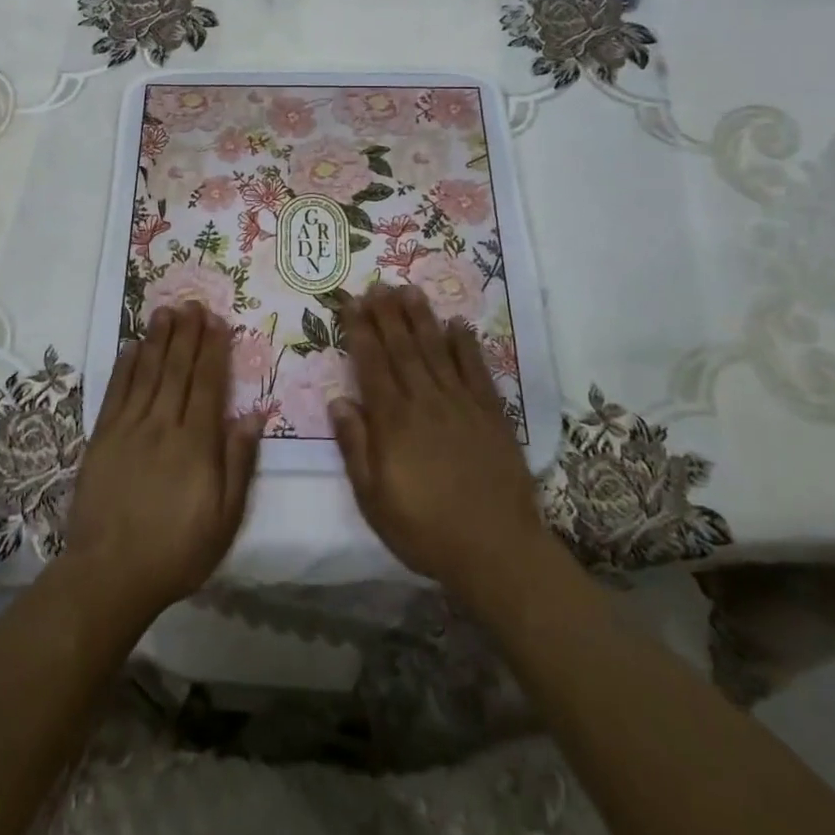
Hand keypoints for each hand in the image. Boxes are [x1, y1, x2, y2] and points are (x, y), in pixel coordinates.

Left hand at [61, 302, 263, 626]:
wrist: (110, 575)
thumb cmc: (177, 551)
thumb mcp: (225, 518)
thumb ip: (240, 462)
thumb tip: (256, 414)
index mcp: (196, 443)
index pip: (209, 384)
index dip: (214, 350)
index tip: (218, 321)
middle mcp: (163, 425)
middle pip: (177, 369)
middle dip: (187, 333)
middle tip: (193, 303)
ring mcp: (129, 428)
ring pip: (147, 372)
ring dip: (158, 339)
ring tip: (165, 310)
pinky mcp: (102, 437)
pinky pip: (116, 392)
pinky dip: (125, 366)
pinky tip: (132, 346)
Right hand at [331, 285, 550, 604]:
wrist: (496, 549)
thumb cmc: (425, 529)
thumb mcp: (374, 499)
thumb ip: (355, 447)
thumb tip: (338, 401)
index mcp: (393, 420)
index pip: (371, 364)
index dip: (359, 330)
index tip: (351, 302)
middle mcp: (425, 401)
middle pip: (402, 347)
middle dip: (387, 314)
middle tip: (377, 284)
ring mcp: (461, 404)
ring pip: (437, 350)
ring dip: (422, 318)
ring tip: (409, 290)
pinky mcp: (490, 413)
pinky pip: (476, 370)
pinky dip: (466, 345)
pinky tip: (459, 324)